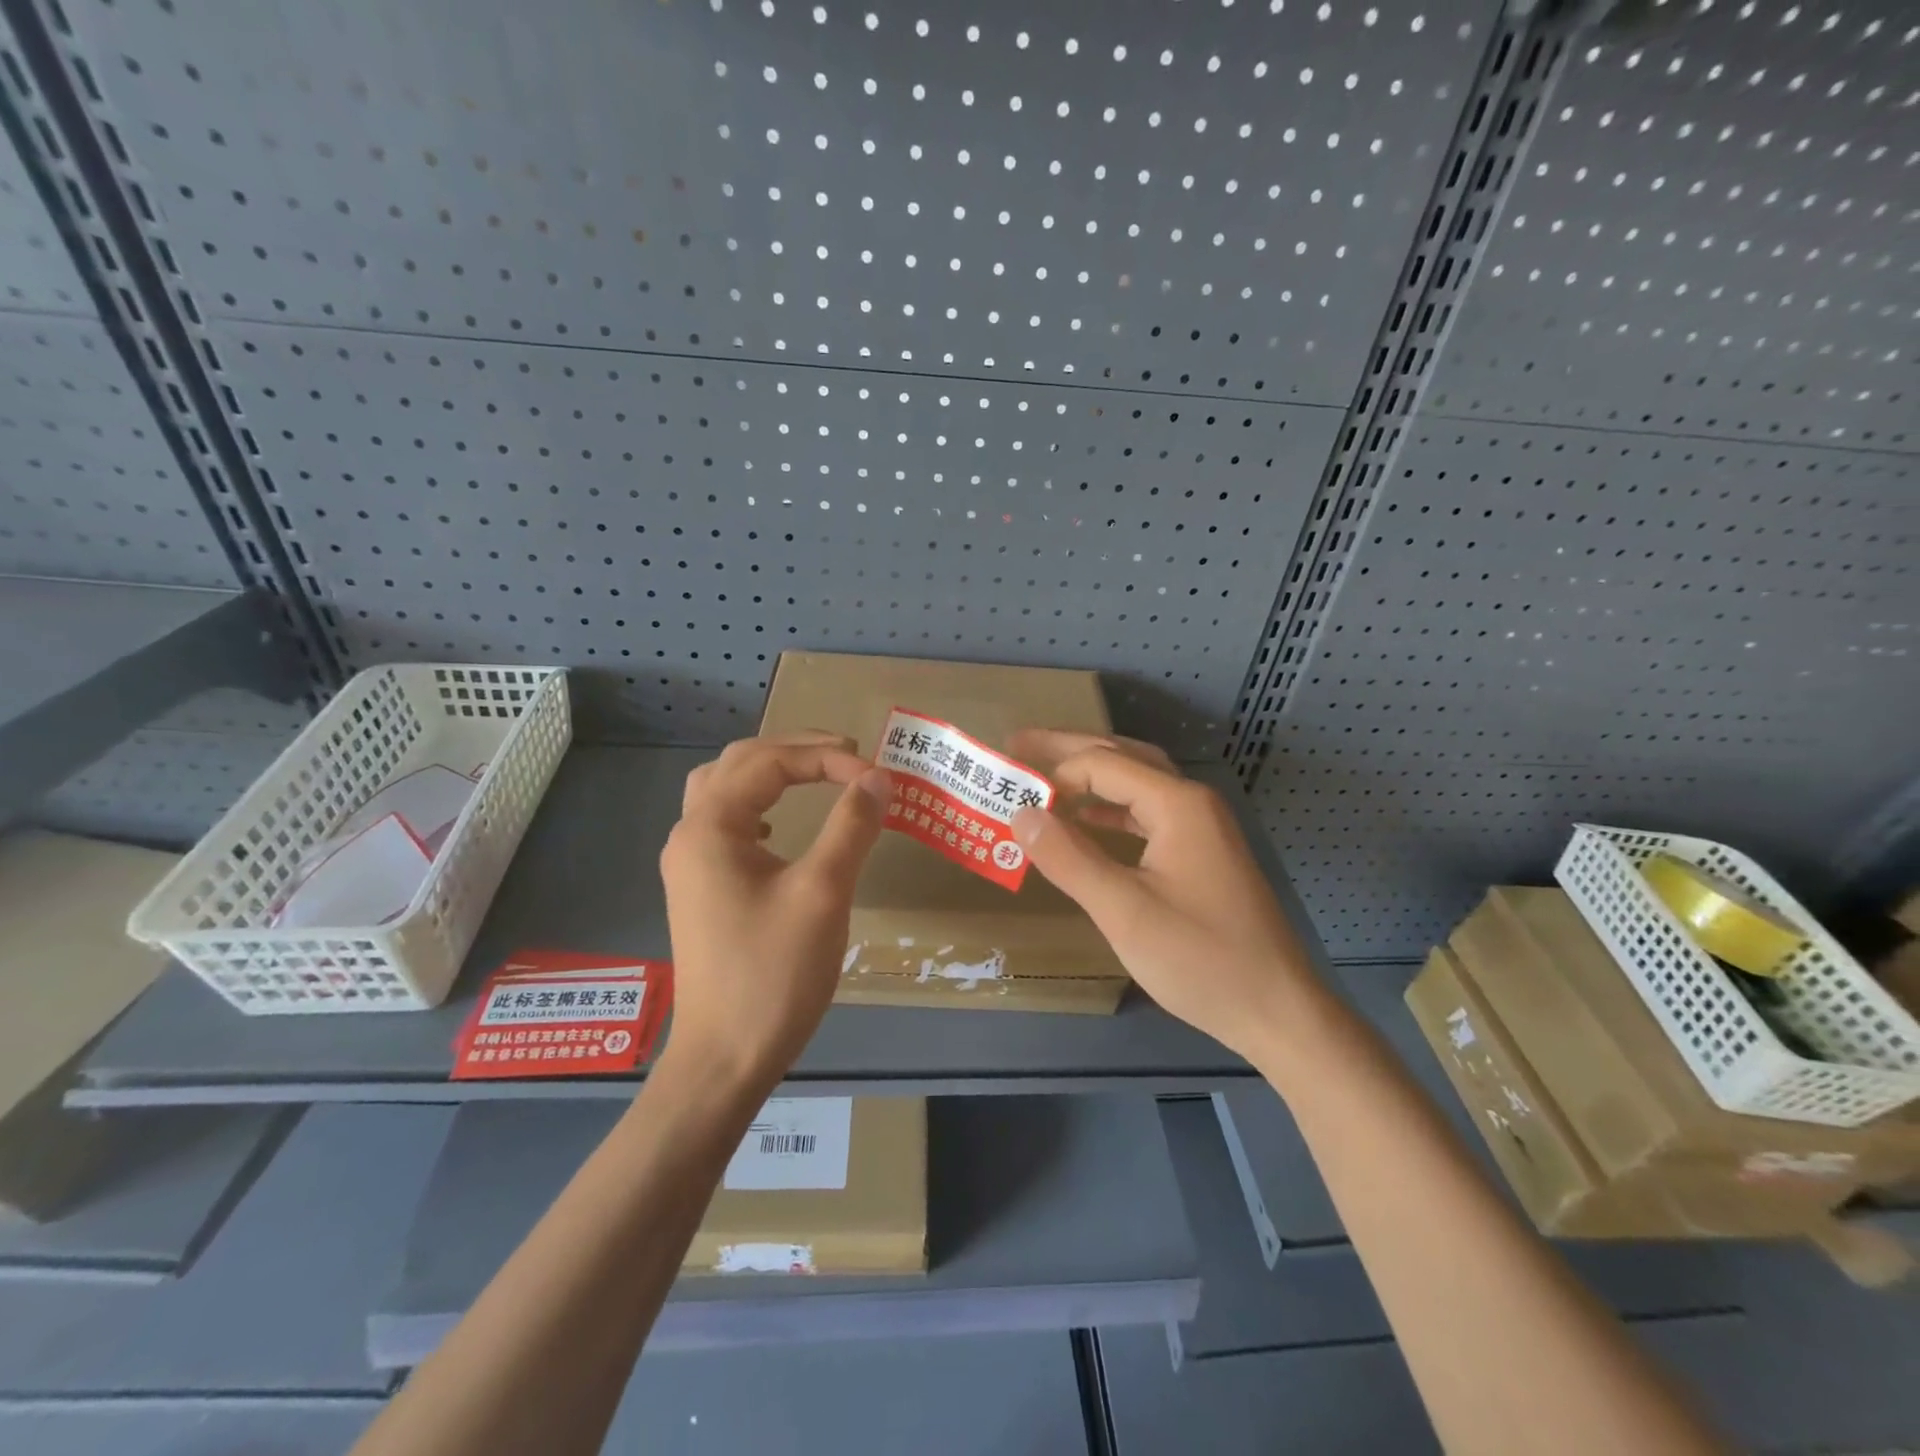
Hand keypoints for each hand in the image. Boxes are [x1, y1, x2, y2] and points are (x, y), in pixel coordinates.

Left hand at [659, 733, 890, 1087]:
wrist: (725, 1058)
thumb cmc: (773, 974)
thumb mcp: (822, 893)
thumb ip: (851, 826)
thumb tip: (879, 778)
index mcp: (711, 827)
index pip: (771, 763)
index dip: (828, 760)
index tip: (878, 778)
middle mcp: (690, 834)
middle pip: (740, 763)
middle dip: (797, 750)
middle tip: (850, 755)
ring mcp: (690, 863)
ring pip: (725, 788)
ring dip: (771, 771)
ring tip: (816, 773)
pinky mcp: (700, 888)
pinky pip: (725, 821)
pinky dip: (757, 804)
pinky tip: (780, 826)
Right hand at [1008, 730, 1314, 1060]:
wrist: (1278, 1010)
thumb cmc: (1200, 958)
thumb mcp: (1124, 911)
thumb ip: (1069, 858)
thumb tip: (1021, 814)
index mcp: (1177, 804)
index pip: (1102, 764)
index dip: (1054, 771)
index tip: (1010, 786)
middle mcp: (1192, 802)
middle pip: (1122, 757)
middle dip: (1069, 749)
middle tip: (1019, 743)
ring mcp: (1202, 827)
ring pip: (1138, 782)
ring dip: (1091, 775)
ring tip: (1046, 775)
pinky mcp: (1202, 853)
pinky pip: (1148, 812)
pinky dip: (1112, 810)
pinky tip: (1087, 822)